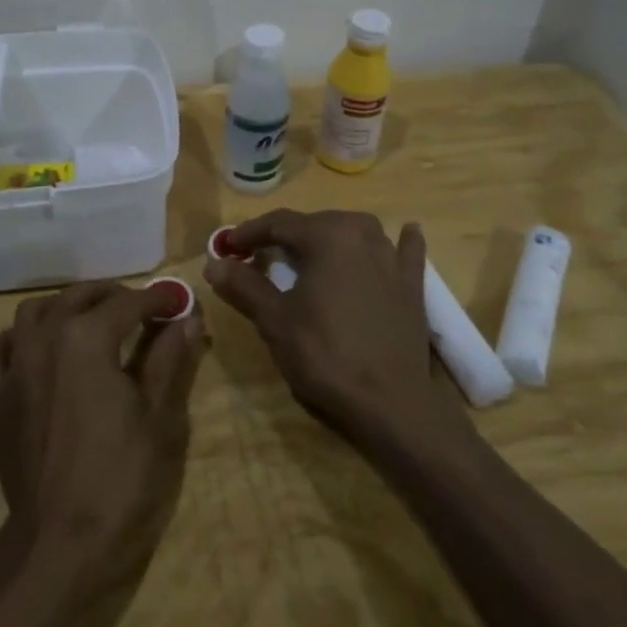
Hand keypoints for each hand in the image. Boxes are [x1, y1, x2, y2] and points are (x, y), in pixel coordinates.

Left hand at [0, 281, 204, 594]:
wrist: (61, 546)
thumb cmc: (123, 480)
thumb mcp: (162, 418)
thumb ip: (172, 359)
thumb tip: (188, 318)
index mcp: (87, 338)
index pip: (130, 303)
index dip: (160, 298)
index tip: (181, 300)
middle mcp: (45, 338)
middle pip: (80, 297)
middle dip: (115, 296)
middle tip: (145, 310)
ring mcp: (15, 366)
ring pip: (36, 311)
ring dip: (68, 307)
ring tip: (94, 321)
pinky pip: (1, 347)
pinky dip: (23, 337)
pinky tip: (41, 349)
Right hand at [204, 210, 469, 453]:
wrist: (391, 403)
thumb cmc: (325, 356)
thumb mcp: (275, 321)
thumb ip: (244, 285)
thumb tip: (213, 263)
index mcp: (327, 236)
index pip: (278, 223)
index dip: (248, 233)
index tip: (226, 247)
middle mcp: (362, 233)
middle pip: (315, 224)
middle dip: (284, 237)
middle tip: (258, 257)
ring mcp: (393, 257)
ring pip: (354, 233)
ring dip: (329, 238)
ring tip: (308, 254)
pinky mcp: (413, 284)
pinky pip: (403, 252)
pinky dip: (398, 243)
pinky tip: (404, 234)